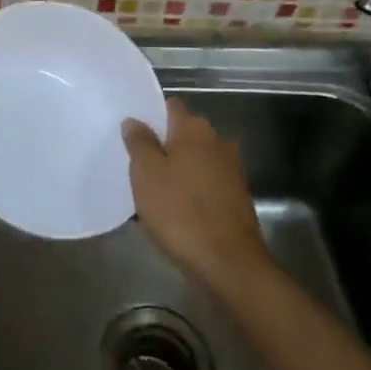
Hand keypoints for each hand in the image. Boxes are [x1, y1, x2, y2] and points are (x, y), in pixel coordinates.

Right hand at [122, 100, 270, 292]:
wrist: (229, 262)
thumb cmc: (180, 212)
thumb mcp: (146, 175)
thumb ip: (139, 142)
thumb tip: (134, 120)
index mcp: (194, 129)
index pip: (170, 106)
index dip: (151, 116)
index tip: (133, 134)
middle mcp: (217, 141)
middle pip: (184, 133)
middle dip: (163, 144)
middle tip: (138, 166)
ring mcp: (231, 168)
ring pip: (196, 159)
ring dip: (179, 169)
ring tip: (155, 191)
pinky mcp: (237, 195)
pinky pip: (207, 182)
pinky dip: (193, 189)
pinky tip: (178, 209)